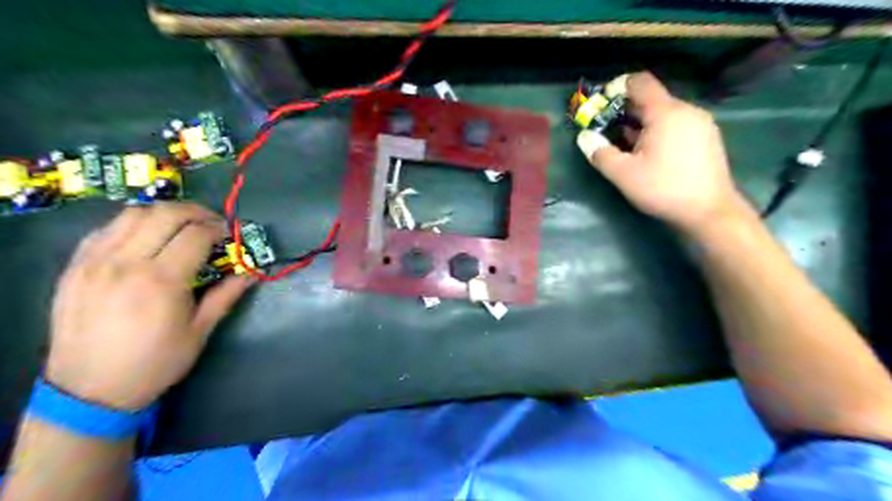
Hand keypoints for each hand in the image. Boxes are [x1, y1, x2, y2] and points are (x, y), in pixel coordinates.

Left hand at [47, 201, 252, 408]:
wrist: (89, 390)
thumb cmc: (155, 363)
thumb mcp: (199, 331)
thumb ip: (226, 295)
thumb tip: (252, 272)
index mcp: (161, 281)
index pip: (196, 234)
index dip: (218, 229)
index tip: (230, 235)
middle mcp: (126, 263)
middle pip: (165, 214)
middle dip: (196, 212)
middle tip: (211, 223)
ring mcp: (95, 262)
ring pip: (133, 214)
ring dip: (164, 213)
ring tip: (180, 226)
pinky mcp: (75, 267)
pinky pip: (106, 229)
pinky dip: (132, 224)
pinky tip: (146, 238)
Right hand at [580, 73, 747, 234]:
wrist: (709, 211)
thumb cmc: (663, 189)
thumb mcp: (624, 174)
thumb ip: (600, 153)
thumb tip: (584, 137)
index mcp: (666, 113)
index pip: (640, 83)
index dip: (617, 87)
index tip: (601, 104)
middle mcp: (686, 110)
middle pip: (651, 99)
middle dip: (626, 110)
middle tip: (606, 128)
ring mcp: (700, 124)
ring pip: (664, 113)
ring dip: (641, 122)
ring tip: (625, 144)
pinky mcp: (707, 138)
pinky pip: (677, 124)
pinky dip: (658, 130)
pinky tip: (649, 153)